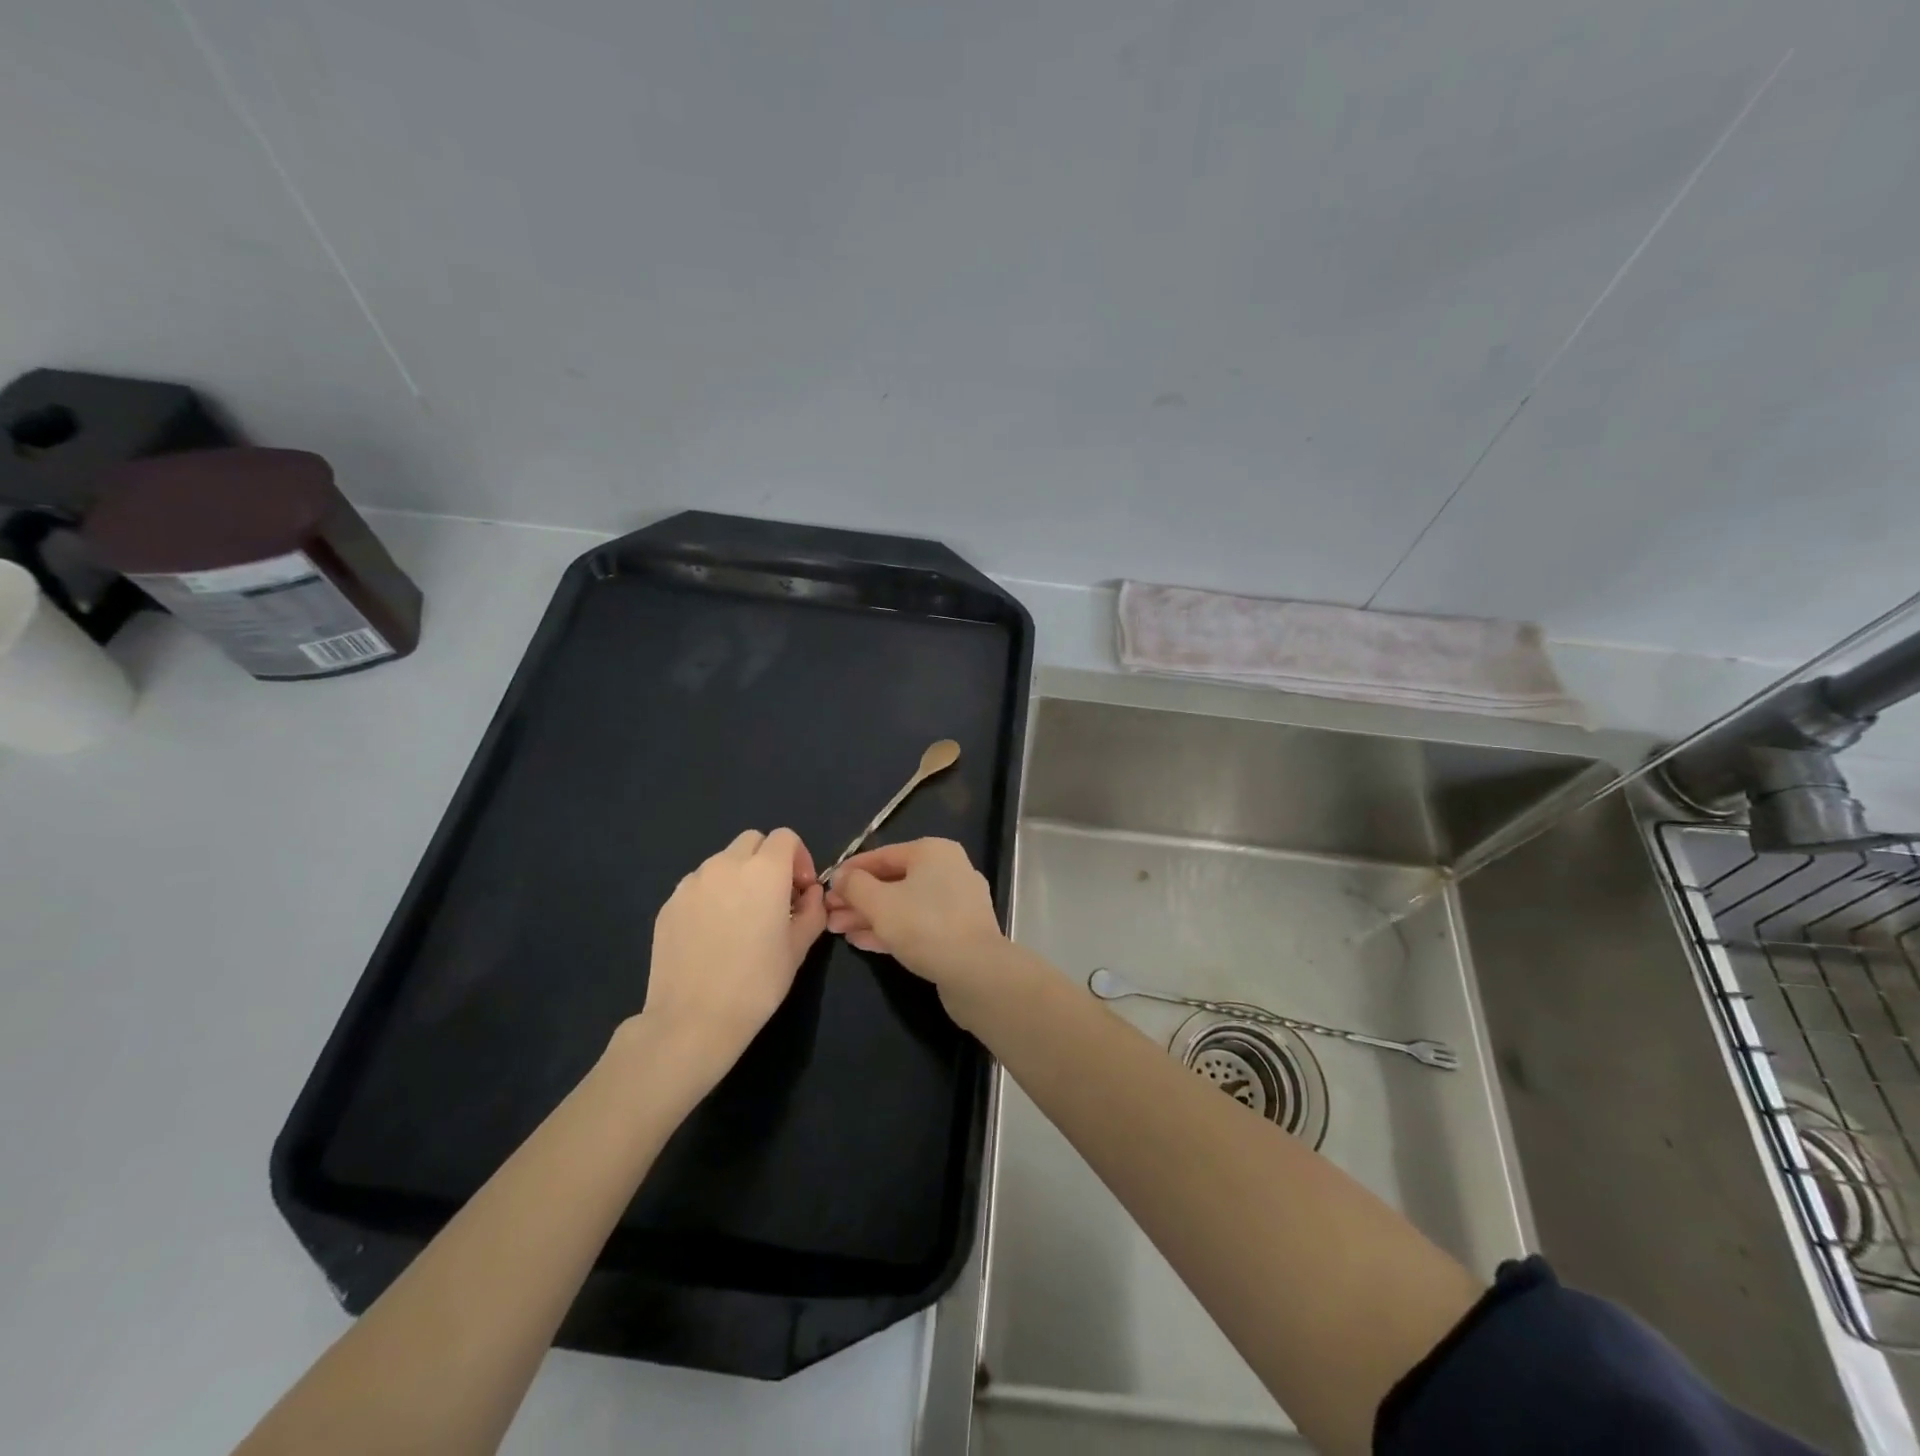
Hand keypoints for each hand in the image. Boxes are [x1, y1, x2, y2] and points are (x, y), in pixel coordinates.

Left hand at [630, 828, 826, 1091]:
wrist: (693, 1020)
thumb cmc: (757, 983)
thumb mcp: (799, 947)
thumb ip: (812, 910)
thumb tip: (810, 894)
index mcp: (764, 871)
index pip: (785, 837)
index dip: (798, 857)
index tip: (800, 890)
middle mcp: (725, 865)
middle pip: (751, 841)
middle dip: (767, 860)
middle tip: (773, 898)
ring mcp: (692, 883)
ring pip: (722, 861)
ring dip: (738, 877)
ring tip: (740, 918)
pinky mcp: (669, 904)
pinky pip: (698, 886)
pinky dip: (711, 896)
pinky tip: (713, 934)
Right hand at [824, 839, 1007, 1018]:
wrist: (976, 972)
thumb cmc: (925, 926)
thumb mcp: (879, 903)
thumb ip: (855, 886)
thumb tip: (841, 876)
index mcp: (933, 852)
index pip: (882, 855)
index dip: (850, 871)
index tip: (825, 886)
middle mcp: (948, 870)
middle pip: (893, 881)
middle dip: (858, 899)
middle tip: (828, 914)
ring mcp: (956, 902)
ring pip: (904, 904)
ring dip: (869, 916)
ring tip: (837, 930)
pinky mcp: (958, 931)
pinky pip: (918, 923)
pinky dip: (890, 929)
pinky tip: (862, 941)